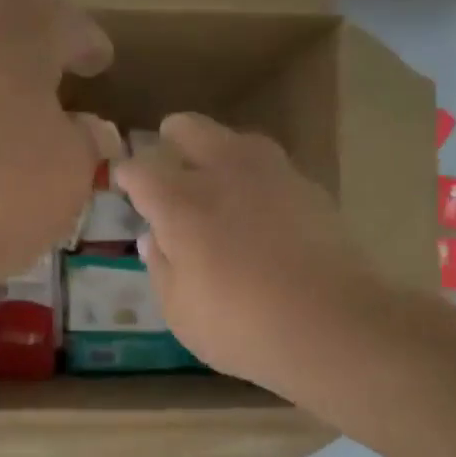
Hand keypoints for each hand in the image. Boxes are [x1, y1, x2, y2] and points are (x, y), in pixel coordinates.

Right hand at [116, 113, 378, 402]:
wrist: (332, 324)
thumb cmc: (240, 326)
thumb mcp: (180, 311)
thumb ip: (161, 268)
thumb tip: (152, 237)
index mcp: (180, 204)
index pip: (141, 170)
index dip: (127, 174)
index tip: (123, 181)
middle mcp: (223, 174)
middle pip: (191, 130)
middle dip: (172, 135)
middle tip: (167, 149)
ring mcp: (271, 175)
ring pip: (236, 138)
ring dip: (217, 146)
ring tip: (214, 167)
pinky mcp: (309, 189)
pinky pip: (271, 165)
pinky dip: (254, 172)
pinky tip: (257, 196)